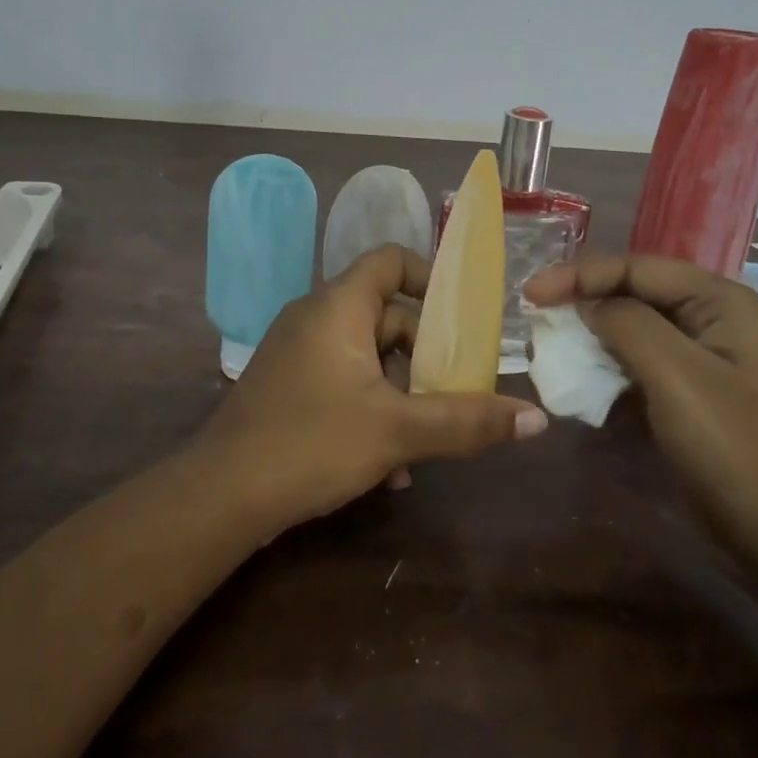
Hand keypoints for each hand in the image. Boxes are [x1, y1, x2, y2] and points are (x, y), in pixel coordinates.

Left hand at [197, 245, 547, 532]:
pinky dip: (370, 408)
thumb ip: (467, 421)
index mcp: (338, 306)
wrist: (221, 497)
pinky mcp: (287, 386)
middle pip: (386, 314)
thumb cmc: (312, 443)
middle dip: (425, 356)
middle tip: (455, 391)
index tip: (462, 319)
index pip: (391, 260)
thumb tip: (536, 419)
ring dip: (401, 393)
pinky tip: (388, 467)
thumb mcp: (398, 431)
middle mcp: (315, 317)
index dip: (430, 278)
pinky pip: (342, 380)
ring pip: (367, 356)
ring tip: (426, 442)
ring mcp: (297, 352)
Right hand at [523, 254, 757, 562]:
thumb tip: (587, 305)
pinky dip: (604, 367)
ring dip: (589, 335)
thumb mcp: (676, 375)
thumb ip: (626, 323)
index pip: (636, 267)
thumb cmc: (732, 447)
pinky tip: (577, 377)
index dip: (579, 274)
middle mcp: (711, 317)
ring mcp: (700, 357)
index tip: (530, 294)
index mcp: (719, 300)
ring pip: (631, 328)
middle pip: (633, 292)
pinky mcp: (687, 392)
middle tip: (534, 314)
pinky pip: (636, 363)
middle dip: (582, 300)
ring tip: (547, 344)